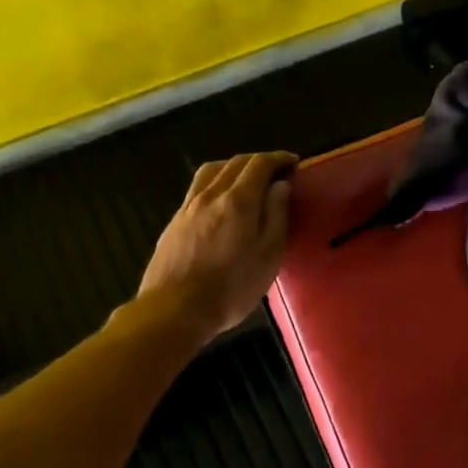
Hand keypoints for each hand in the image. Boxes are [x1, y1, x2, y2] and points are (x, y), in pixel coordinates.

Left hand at [136, 152, 296, 343]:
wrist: (173, 309)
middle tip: (276, 172)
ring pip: (212, 171)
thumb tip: (280, 185)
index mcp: (238, 200)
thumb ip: (276, 216)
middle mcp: (211, 194)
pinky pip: (198, 188)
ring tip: (247, 180)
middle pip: (235, 163)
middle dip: (258, 161)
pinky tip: (220, 200)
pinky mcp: (174, 221)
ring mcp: (188, 206)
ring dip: (233, 167)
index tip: (293, 163)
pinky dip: (215, 182)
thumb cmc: (230, 288)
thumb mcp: (268, 257)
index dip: (278, 158)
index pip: (259, 164)